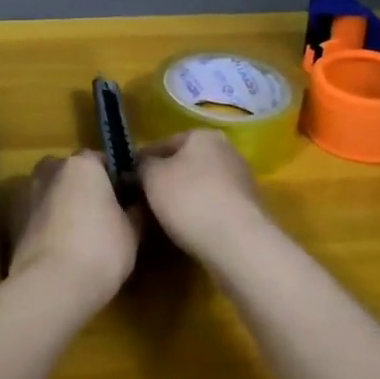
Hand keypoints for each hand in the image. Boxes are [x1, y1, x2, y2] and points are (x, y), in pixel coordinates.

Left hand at [8, 153, 139, 307]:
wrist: (51, 286)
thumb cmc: (100, 249)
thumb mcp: (132, 231)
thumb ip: (134, 210)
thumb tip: (135, 203)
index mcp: (82, 164)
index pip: (102, 161)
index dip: (115, 179)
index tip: (126, 199)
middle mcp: (51, 169)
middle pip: (71, 173)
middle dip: (84, 188)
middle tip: (102, 215)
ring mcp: (27, 194)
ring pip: (51, 192)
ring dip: (63, 204)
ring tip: (80, 234)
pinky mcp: (12, 221)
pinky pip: (38, 214)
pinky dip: (47, 223)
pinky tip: (61, 247)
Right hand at [138, 130, 272, 263]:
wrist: (238, 243)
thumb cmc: (190, 199)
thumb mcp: (152, 177)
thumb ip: (142, 165)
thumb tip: (141, 166)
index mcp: (204, 135)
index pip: (163, 144)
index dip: (142, 162)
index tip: (128, 182)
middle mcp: (227, 151)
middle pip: (185, 164)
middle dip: (166, 180)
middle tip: (144, 201)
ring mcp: (242, 180)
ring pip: (201, 186)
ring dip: (184, 199)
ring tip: (163, 220)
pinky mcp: (250, 209)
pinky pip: (215, 207)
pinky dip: (201, 215)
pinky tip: (188, 231)